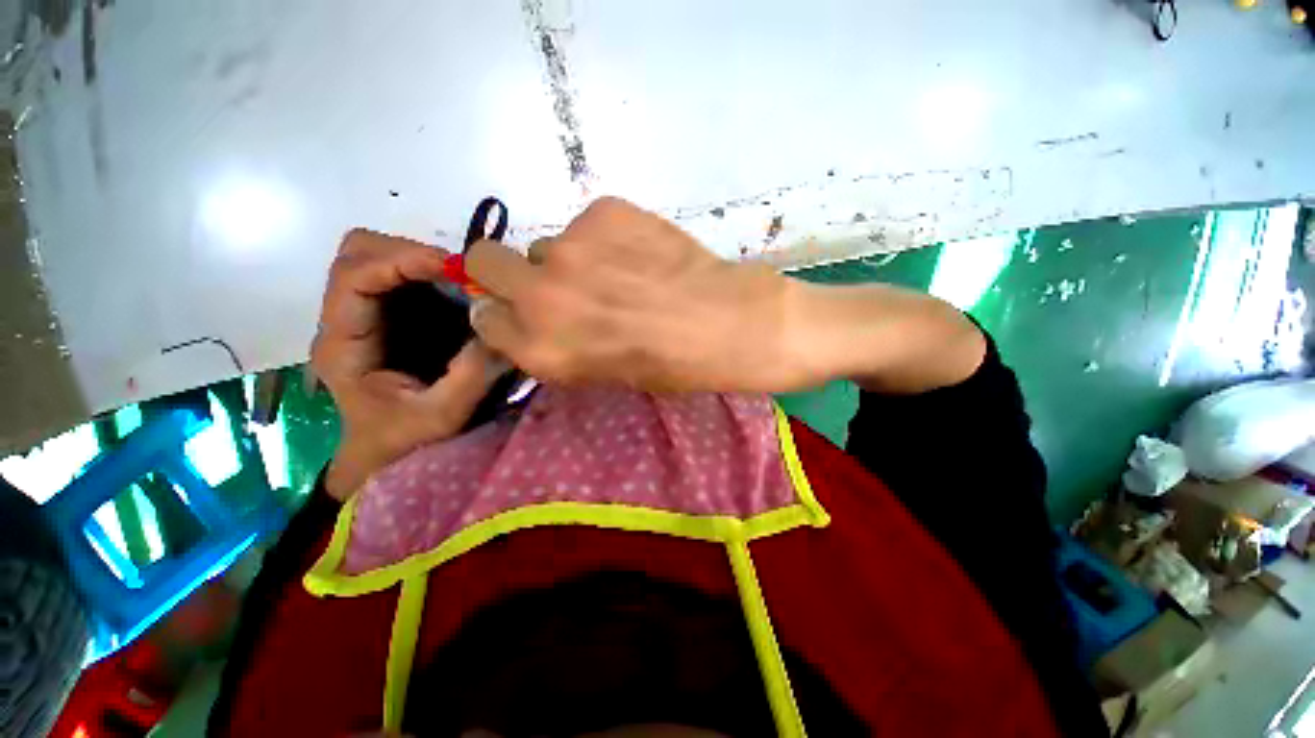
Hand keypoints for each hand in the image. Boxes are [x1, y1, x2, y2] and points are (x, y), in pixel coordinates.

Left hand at [311, 229, 502, 499]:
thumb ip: (471, 375)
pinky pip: (406, 277)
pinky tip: (462, 293)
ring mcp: (370, 315)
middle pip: (358, 253)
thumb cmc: (405, 441)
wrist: (388, 456)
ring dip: (423, 261)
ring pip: (381, 258)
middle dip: (409, 253)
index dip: (398, 260)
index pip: (352, 277)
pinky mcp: (394, 317)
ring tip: (466, 282)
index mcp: (344, 344)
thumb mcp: (442, 416)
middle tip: (460, 275)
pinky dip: (434, 274)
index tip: (451, 265)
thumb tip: (501, 328)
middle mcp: (348, 320)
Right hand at [465, 197, 801, 392]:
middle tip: (550, 282)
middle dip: (505, 271)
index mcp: (540, 348)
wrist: (724, 322)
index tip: (525, 313)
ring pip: (548, 244)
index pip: (484, 319)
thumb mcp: (602, 373)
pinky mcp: (604, 211)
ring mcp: (571, 246)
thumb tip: (533, 317)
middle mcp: (540, 295)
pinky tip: (642, 254)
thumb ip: (557, 345)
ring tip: (620, 273)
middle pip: (484, 260)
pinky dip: (606, 239)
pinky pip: (588, 224)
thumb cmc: (669, 364)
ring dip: (570, 260)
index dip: (505, 315)